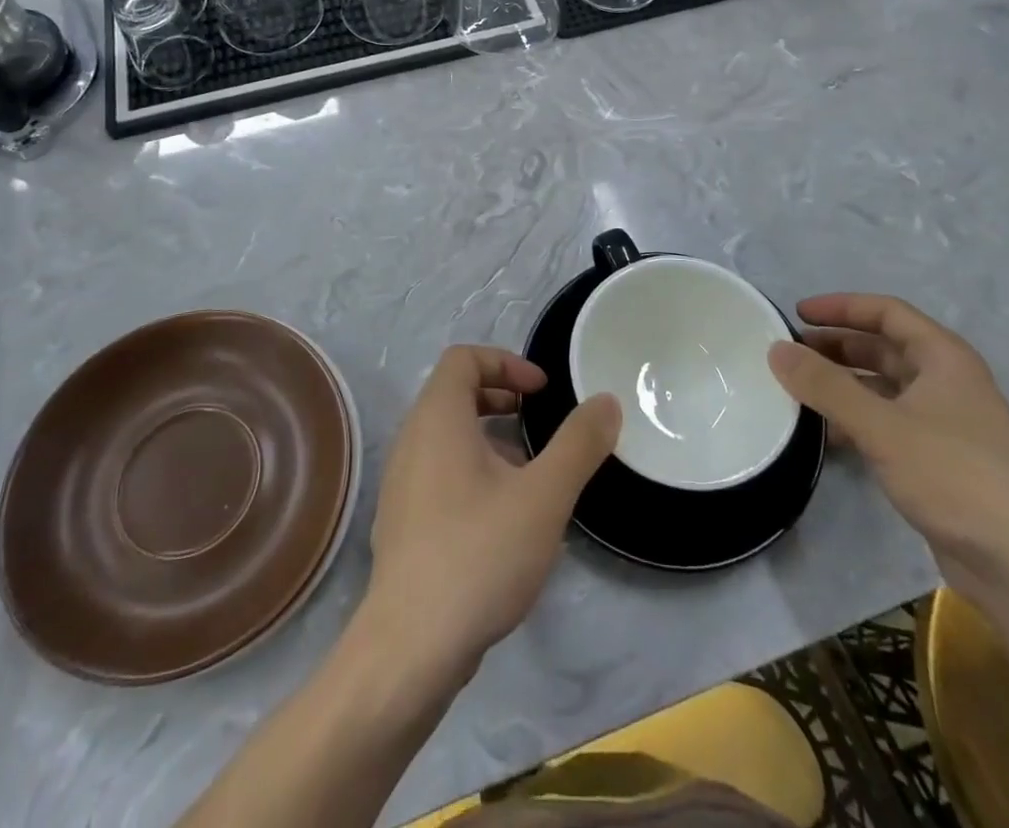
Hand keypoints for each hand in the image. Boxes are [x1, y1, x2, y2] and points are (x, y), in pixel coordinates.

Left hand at [365, 347, 619, 676]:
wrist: (410, 650)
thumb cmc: (478, 555)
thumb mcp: (543, 496)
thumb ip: (578, 444)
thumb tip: (606, 402)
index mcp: (437, 419)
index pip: (463, 358)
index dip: (505, 362)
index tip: (541, 393)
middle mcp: (411, 441)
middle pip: (454, 393)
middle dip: (501, 398)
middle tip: (539, 423)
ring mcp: (402, 484)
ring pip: (448, 436)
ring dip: (491, 438)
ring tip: (531, 472)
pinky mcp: (403, 523)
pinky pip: (440, 472)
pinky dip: (474, 471)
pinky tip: (506, 518)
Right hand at [768, 295, 1008, 609]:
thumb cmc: (955, 477)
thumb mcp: (882, 426)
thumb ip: (825, 386)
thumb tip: (776, 349)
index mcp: (944, 358)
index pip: (887, 312)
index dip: (841, 307)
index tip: (797, 314)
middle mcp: (947, 382)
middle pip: (883, 348)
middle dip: (836, 346)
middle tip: (789, 353)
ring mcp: (945, 422)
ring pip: (883, 387)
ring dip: (843, 384)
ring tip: (798, 390)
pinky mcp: (938, 459)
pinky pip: (887, 422)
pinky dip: (855, 419)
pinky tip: (825, 434)